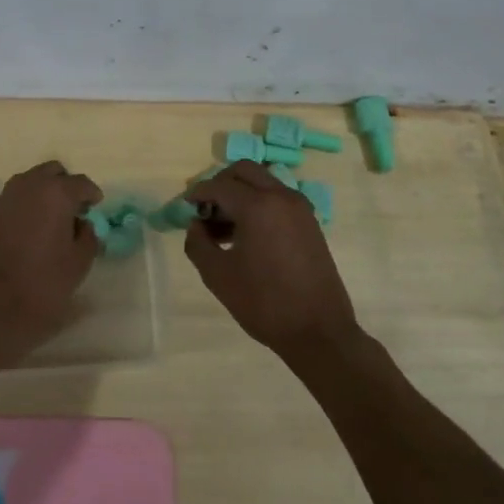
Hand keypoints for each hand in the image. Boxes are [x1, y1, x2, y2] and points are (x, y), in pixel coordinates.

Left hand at [0, 161, 102, 366]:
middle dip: (65, 186)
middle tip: (74, 210)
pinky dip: (26, 205)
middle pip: (52, 172)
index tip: (96, 206)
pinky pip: (14, 198)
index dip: (91, 194)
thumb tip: (81, 224)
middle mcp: (28, 186)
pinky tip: (32, 229)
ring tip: (53, 220)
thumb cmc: (43, 285)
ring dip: (44, 193)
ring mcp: (4, 198)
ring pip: (30, 182)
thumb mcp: (79, 263)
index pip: (80, 183)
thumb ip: (87, 236)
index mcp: (55, 193)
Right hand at [186, 161, 361, 362]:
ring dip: (241, 193)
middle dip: (221, 184)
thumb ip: (198, 243)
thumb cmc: (263, 302)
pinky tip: (247, 235)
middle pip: (245, 171)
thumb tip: (195, 226)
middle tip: (206, 209)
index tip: (184, 206)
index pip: (219, 185)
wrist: (318, 332)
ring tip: (223, 227)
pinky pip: (278, 199)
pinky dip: (259, 204)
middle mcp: (281, 197)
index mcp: (258, 206)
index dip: (197, 193)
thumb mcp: (218, 275)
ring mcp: (300, 209)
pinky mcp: (310, 224)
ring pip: (263, 183)